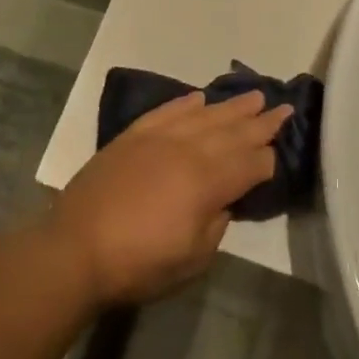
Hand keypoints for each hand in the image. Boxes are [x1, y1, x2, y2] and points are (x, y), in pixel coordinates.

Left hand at [49, 91, 287, 304]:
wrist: (76, 247)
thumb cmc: (139, 262)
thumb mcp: (193, 258)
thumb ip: (216, 224)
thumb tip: (222, 201)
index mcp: (207, 182)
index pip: (249, 164)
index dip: (268, 159)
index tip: (282, 150)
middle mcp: (187, 150)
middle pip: (232, 132)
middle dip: (259, 122)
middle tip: (282, 107)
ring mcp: (158, 138)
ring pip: (203, 115)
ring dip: (230, 106)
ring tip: (252, 96)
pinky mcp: (132, 136)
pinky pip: (166, 112)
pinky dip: (184, 103)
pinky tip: (199, 98)